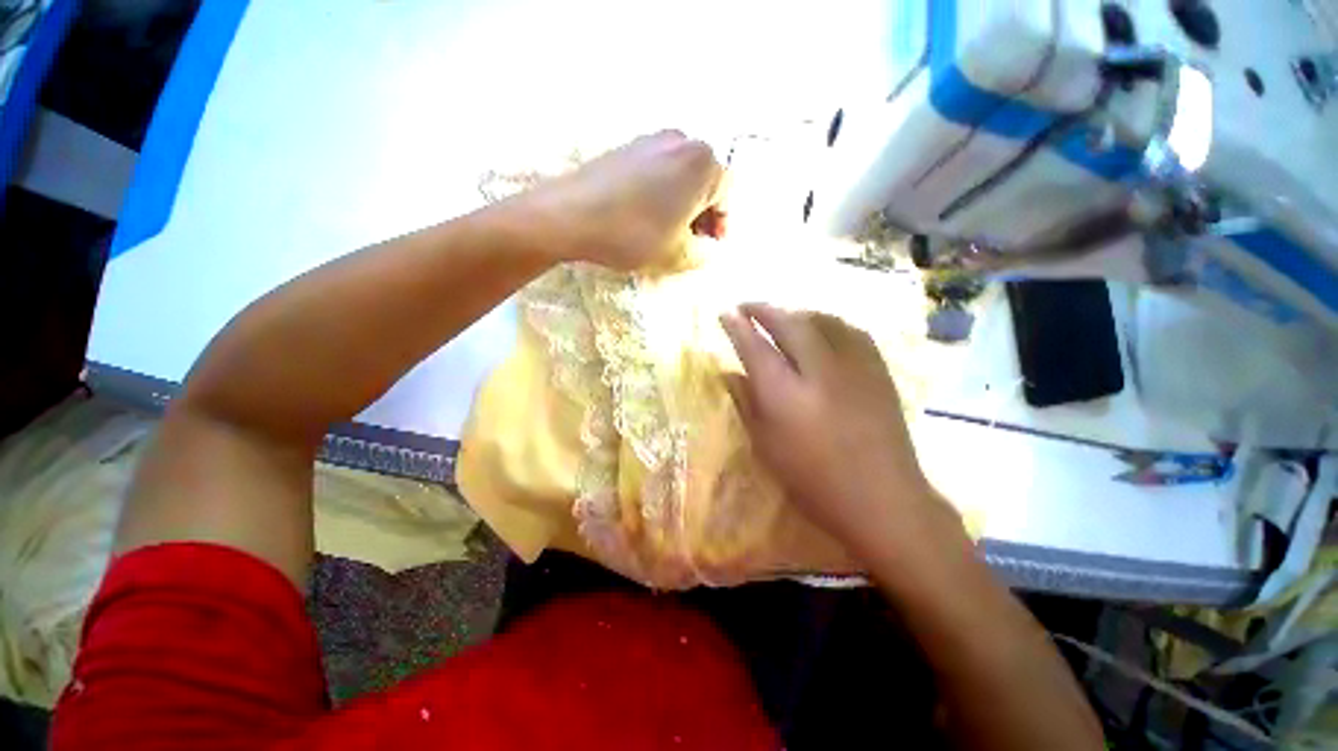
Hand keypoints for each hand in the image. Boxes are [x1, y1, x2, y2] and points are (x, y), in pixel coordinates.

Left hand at [522, 130, 726, 270]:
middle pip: (704, 181)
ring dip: (681, 204)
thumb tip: (707, 248)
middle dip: (702, 214)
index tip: (709, 246)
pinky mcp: (626, 146)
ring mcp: (651, 140)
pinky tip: (645, 216)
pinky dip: (660, 193)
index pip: (726, 194)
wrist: (571, 214)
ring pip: (680, 176)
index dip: (721, 224)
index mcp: (702, 163)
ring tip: (667, 232)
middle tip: (690, 241)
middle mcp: (682, 141)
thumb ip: (704, 254)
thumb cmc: (634, 235)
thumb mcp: (678, 255)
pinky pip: (657, 171)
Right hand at [720, 304, 945, 555]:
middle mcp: (818, 370)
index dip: (737, 327)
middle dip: (763, 310)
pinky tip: (821, 329)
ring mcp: (852, 366)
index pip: (754, 347)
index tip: (725, 313)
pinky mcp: (877, 370)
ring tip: (781, 317)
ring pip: (820, 321)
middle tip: (747, 306)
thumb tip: (728, 373)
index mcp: (784, 394)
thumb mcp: (766, 445)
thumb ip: (745, 403)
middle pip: (788, 324)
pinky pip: (849, 330)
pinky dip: (827, 322)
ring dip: (795, 313)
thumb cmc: (813, 479)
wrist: (882, 498)